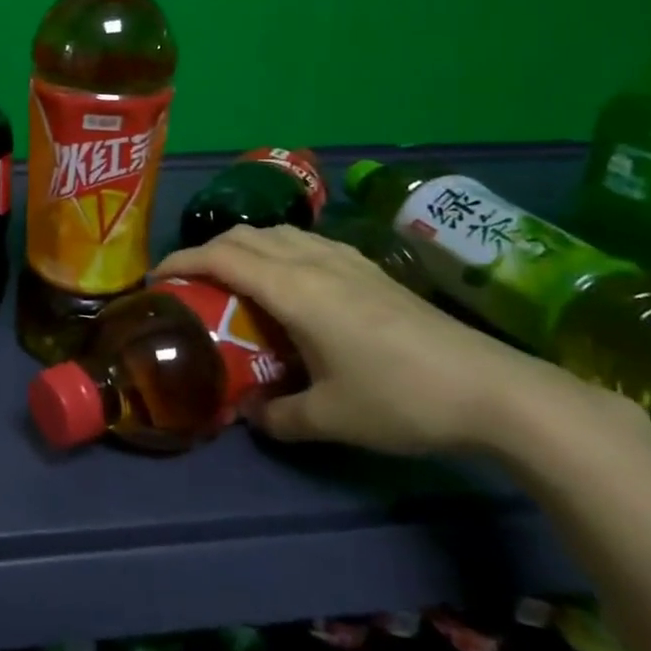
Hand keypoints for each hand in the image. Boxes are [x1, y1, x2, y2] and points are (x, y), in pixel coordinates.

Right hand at [155, 225, 591, 458]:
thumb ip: (281, 417)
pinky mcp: (370, 267)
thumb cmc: (400, 399)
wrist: (493, 389)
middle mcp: (312, 261)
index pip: (220, 257)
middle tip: (192, 282)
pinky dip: (279, 249)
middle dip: (207, 250)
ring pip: (277, 232)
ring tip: (235, 278)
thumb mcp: (331, 418)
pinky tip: (293, 281)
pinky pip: (306, 241)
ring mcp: (345, 259)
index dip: (181, 260)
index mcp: (293, 288)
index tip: (157, 278)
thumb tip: (251, 416)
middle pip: (244, 236)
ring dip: (244, 246)